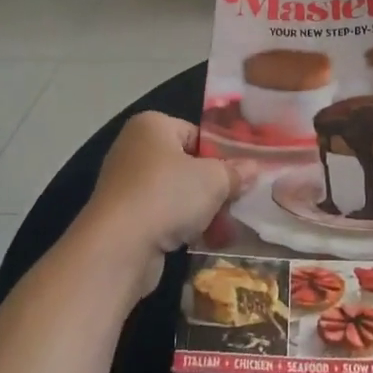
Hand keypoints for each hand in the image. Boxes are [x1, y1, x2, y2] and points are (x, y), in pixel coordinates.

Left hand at [71, 112, 244, 296]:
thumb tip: (254, 169)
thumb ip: (236, 172)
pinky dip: (181, 227)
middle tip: (237, 203)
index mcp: (152, 125)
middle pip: (187, 165)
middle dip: (213, 187)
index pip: (197, 134)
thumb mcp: (214, 180)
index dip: (222, 155)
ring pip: (176, 193)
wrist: (118, 247)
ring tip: (225, 228)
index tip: (242, 176)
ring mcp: (125, 185)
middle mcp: (134, 149)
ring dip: (201, 210)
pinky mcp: (122, 218)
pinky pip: (161, 216)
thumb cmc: (168, 195)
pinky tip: (203, 241)